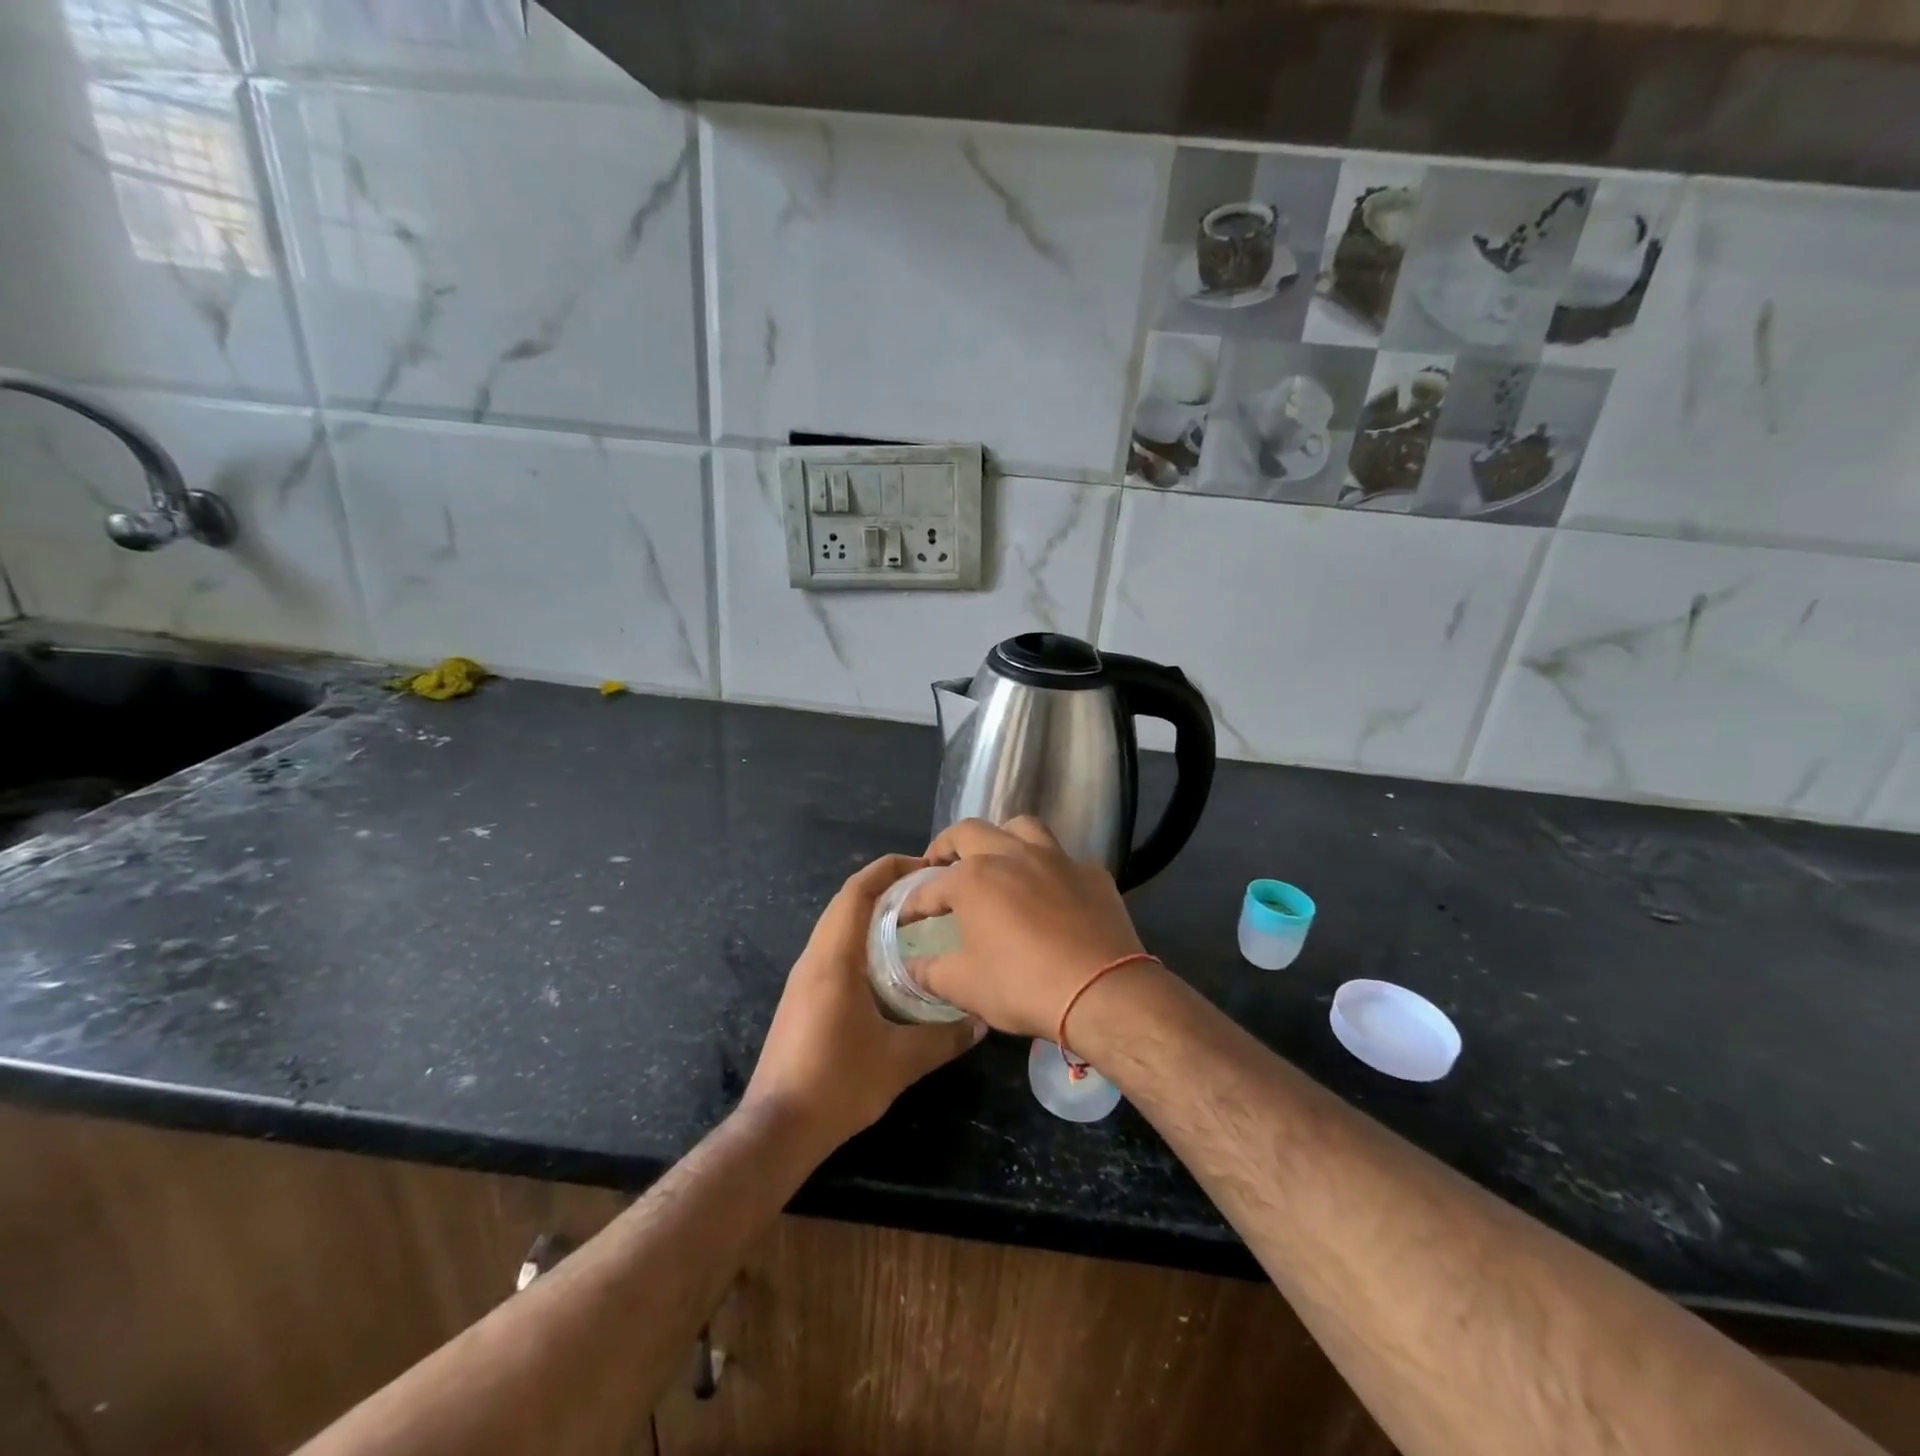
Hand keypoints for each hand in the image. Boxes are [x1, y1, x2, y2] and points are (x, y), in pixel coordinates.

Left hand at [743, 854, 982, 1154]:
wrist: (777, 1128)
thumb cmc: (837, 1084)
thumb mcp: (900, 1061)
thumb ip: (944, 1037)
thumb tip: (981, 1022)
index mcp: (833, 959)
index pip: (856, 892)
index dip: (888, 869)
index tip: (924, 866)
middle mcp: (813, 959)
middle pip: (846, 903)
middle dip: (885, 888)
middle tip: (928, 893)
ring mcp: (803, 979)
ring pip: (838, 927)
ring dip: (872, 915)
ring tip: (915, 922)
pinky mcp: (802, 998)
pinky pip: (833, 950)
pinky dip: (861, 941)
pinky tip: (889, 965)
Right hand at [907, 818, 1149, 1040]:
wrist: (1102, 992)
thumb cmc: (1023, 986)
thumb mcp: (965, 986)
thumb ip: (931, 972)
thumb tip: (910, 968)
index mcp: (974, 879)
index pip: (930, 886)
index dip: (912, 902)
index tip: (904, 916)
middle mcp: (1012, 855)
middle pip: (970, 832)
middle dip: (948, 846)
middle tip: (940, 866)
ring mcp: (1056, 859)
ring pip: (1021, 828)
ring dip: (1001, 838)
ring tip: (996, 860)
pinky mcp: (1091, 872)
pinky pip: (1062, 858)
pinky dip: (1047, 868)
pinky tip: (1049, 891)